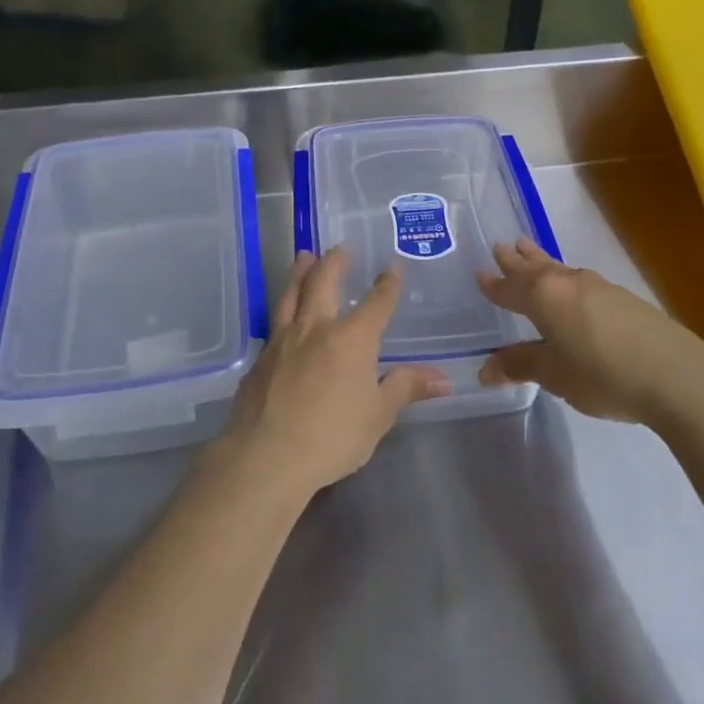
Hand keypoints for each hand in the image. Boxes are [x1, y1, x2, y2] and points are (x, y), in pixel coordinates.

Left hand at [219, 248, 449, 495]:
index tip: (391, 267)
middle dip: (335, 262)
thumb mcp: (378, 415)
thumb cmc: (333, 436)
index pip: (376, 303)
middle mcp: (316, 328)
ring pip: (291, 295)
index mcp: (352, 338)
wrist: (267, 456)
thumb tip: (443, 380)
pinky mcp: (260, 359)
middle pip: (324, 282)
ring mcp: (283, 341)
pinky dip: (282, 309)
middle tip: (340, 248)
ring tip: (303, 257)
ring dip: (300, 273)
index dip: (387, 284)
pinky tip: (282, 315)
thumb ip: (406, 389)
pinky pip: (274, 324)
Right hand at [477, 239, 703, 427]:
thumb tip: (486, 368)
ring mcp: (599, 287)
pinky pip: (581, 280)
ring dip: (542, 262)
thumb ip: (521, 366)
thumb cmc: (602, 374)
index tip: (480, 272)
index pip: (511, 288)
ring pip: (561, 269)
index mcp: (544, 297)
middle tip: (503, 245)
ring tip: (531, 253)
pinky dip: (565, 278)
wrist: (676, 376)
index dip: (494, 284)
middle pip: (536, 268)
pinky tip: (572, 287)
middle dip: (518, 260)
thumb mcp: (554, 375)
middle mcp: (568, 283)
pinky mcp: (624, 299)